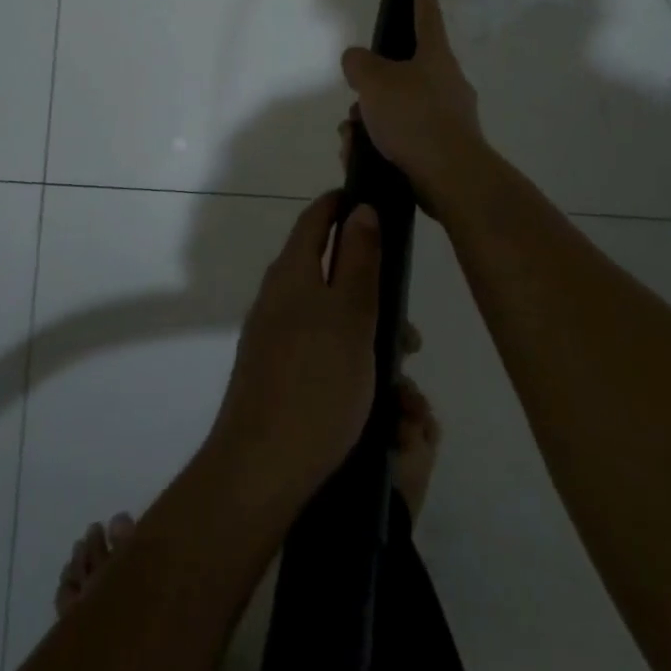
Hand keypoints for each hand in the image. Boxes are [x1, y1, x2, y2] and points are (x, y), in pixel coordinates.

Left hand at [207, 191, 380, 511]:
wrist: (260, 468)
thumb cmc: (317, 382)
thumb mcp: (352, 314)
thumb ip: (359, 259)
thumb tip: (361, 207)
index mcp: (292, 272)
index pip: (315, 219)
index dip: (341, 204)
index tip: (373, 202)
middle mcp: (277, 297)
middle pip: (330, 274)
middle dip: (374, 296)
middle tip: (410, 335)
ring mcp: (273, 338)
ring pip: (332, 321)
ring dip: (370, 340)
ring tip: (404, 385)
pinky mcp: (276, 375)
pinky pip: (322, 354)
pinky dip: (352, 365)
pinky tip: (377, 403)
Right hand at [340, 0, 482, 206]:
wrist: (451, 177)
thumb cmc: (414, 117)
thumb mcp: (374, 81)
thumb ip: (358, 63)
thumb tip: (358, 62)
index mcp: (435, 57)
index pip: (427, 17)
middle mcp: (446, 83)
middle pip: (402, 73)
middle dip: (372, 89)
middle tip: (355, 104)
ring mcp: (448, 118)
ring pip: (398, 109)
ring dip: (371, 122)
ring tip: (352, 139)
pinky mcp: (442, 149)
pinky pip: (404, 139)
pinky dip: (380, 146)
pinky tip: (361, 158)